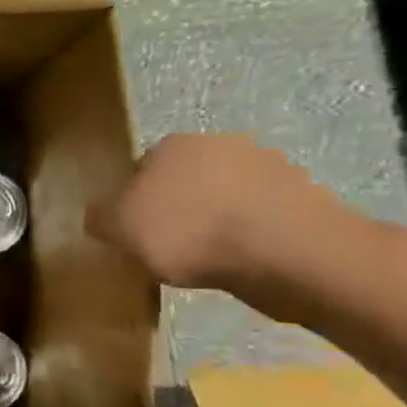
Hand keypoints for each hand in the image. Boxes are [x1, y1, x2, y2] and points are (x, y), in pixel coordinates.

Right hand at [86, 133, 341, 289]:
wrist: (287, 253)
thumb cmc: (187, 232)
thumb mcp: (117, 228)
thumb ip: (100, 217)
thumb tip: (100, 214)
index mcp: (172, 144)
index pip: (140, 169)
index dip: (134, 202)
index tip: (136, 233)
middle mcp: (220, 144)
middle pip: (186, 180)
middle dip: (178, 207)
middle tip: (170, 246)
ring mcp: (270, 168)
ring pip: (226, 196)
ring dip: (217, 220)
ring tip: (210, 260)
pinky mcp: (306, 198)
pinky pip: (262, 217)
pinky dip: (251, 235)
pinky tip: (244, 262)